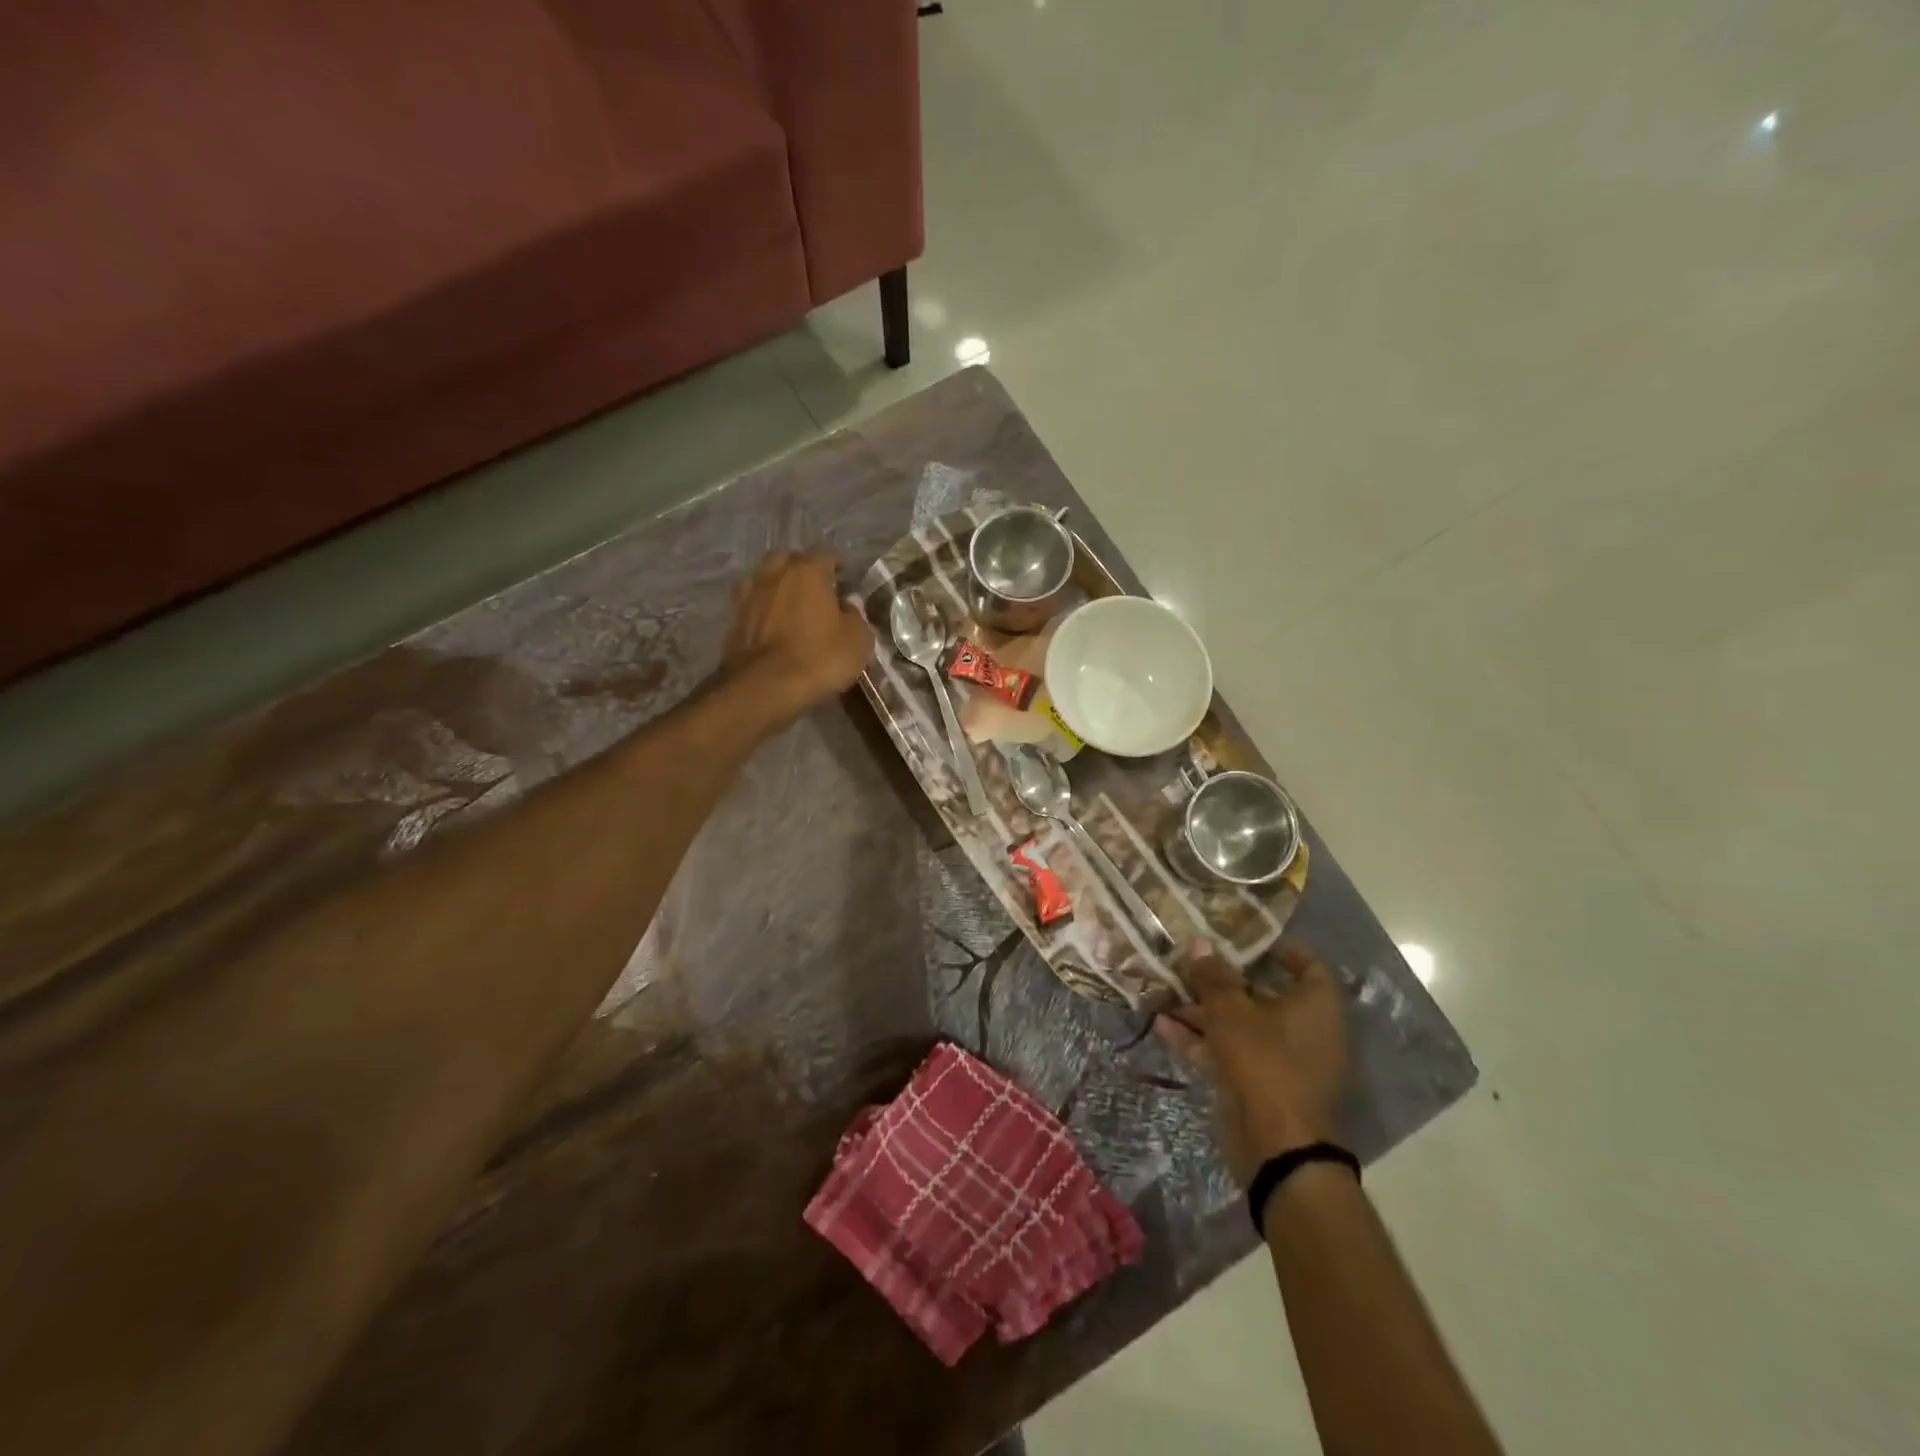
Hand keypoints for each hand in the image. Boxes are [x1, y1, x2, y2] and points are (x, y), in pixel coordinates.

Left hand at [723, 550, 871, 726]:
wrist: (764, 688)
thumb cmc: (819, 659)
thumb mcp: (858, 640)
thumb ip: (856, 616)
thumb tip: (848, 606)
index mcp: (808, 570)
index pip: (827, 555)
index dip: (838, 569)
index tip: (846, 586)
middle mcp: (774, 573)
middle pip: (789, 560)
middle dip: (803, 571)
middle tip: (817, 593)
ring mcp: (748, 595)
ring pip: (766, 580)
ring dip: (778, 588)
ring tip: (792, 609)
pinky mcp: (733, 620)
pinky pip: (753, 606)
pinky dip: (763, 611)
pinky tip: (773, 628)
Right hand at [1156, 943, 1349, 1186]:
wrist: (1276, 1147)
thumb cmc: (1263, 1062)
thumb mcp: (1231, 1011)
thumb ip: (1213, 976)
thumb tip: (1199, 944)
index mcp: (1315, 1006)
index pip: (1307, 965)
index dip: (1278, 950)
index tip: (1244, 941)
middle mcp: (1306, 1030)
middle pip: (1263, 995)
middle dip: (1222, 981)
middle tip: (1189, 964)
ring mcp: (1284, 1061)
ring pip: (1241, 1026)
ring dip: (1204, 1011)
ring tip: (1165, 993)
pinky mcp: (1261, 1086)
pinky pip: (1231, 1053)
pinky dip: (1202, 1040)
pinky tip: (1163, 1027)